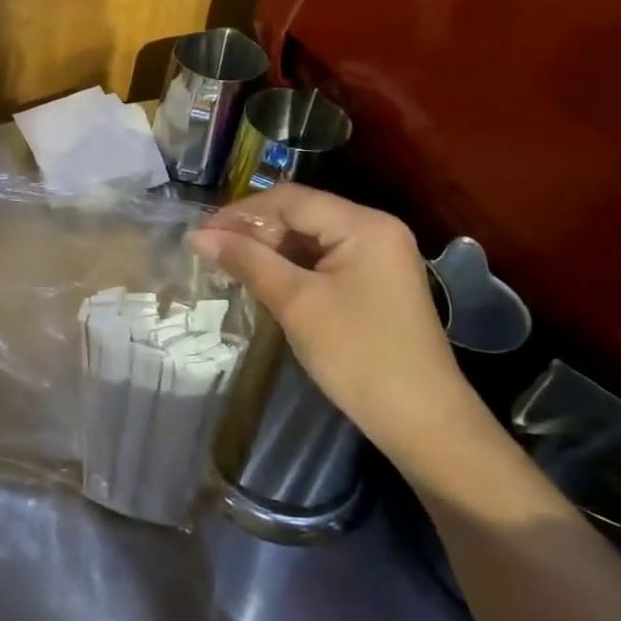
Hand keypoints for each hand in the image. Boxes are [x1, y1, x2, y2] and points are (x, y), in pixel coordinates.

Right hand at [189, 184, 477, 458]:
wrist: (422, 421)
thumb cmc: (357, 354)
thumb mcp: (295, 302)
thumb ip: (247, 261)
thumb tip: (199, 237)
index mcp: (364, 225)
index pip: (291, 200)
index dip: (241, 213)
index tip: (202, 236)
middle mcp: (376, 229)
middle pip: (302, 214)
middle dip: (254, 231)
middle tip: (212, 253)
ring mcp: (379, 257)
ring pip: (310, 237)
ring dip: (269, 249)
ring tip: (229, 265)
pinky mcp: (375, 282)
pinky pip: (323, 260)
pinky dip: (290, 266)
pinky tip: (263, 280)